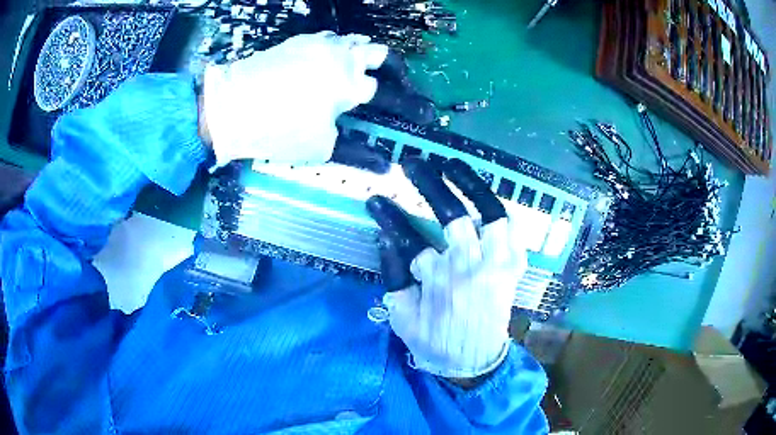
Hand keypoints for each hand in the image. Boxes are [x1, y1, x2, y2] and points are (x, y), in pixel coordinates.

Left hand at [202, 31, 434, 168]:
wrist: (229, 107)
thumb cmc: (277, 130)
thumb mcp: (320, 148)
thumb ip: (356, 151)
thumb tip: (385, 164)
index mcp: (350, 84)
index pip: (391, 92)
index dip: (410, 104)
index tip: (424, 113)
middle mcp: (341, 57)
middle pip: (380, 53)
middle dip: (392, 69)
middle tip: (391, 85)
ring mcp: (318, 45)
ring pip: (354, 42)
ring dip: (363, 57)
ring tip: (358, 76)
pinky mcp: (298, 42)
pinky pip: (328, 41)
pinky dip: (337, 52)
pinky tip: (327, 67)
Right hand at [367, 158, 526, 381]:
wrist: (475, 361)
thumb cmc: (436, 342)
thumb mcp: (402, 317)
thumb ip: (394, 278)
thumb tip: (387, 240)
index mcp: (438, 281)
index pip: (409, 239)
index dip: (390, 216)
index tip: (375, 199)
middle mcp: (470, 267)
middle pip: (451, 216)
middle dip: (430, 184)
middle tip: (413, 163)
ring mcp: (497, 264)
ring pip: (489, 215)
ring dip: (471, 185)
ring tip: (453, 165)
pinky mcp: (513, 267)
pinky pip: (512, 230)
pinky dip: (499, 209)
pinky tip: (484, 195)